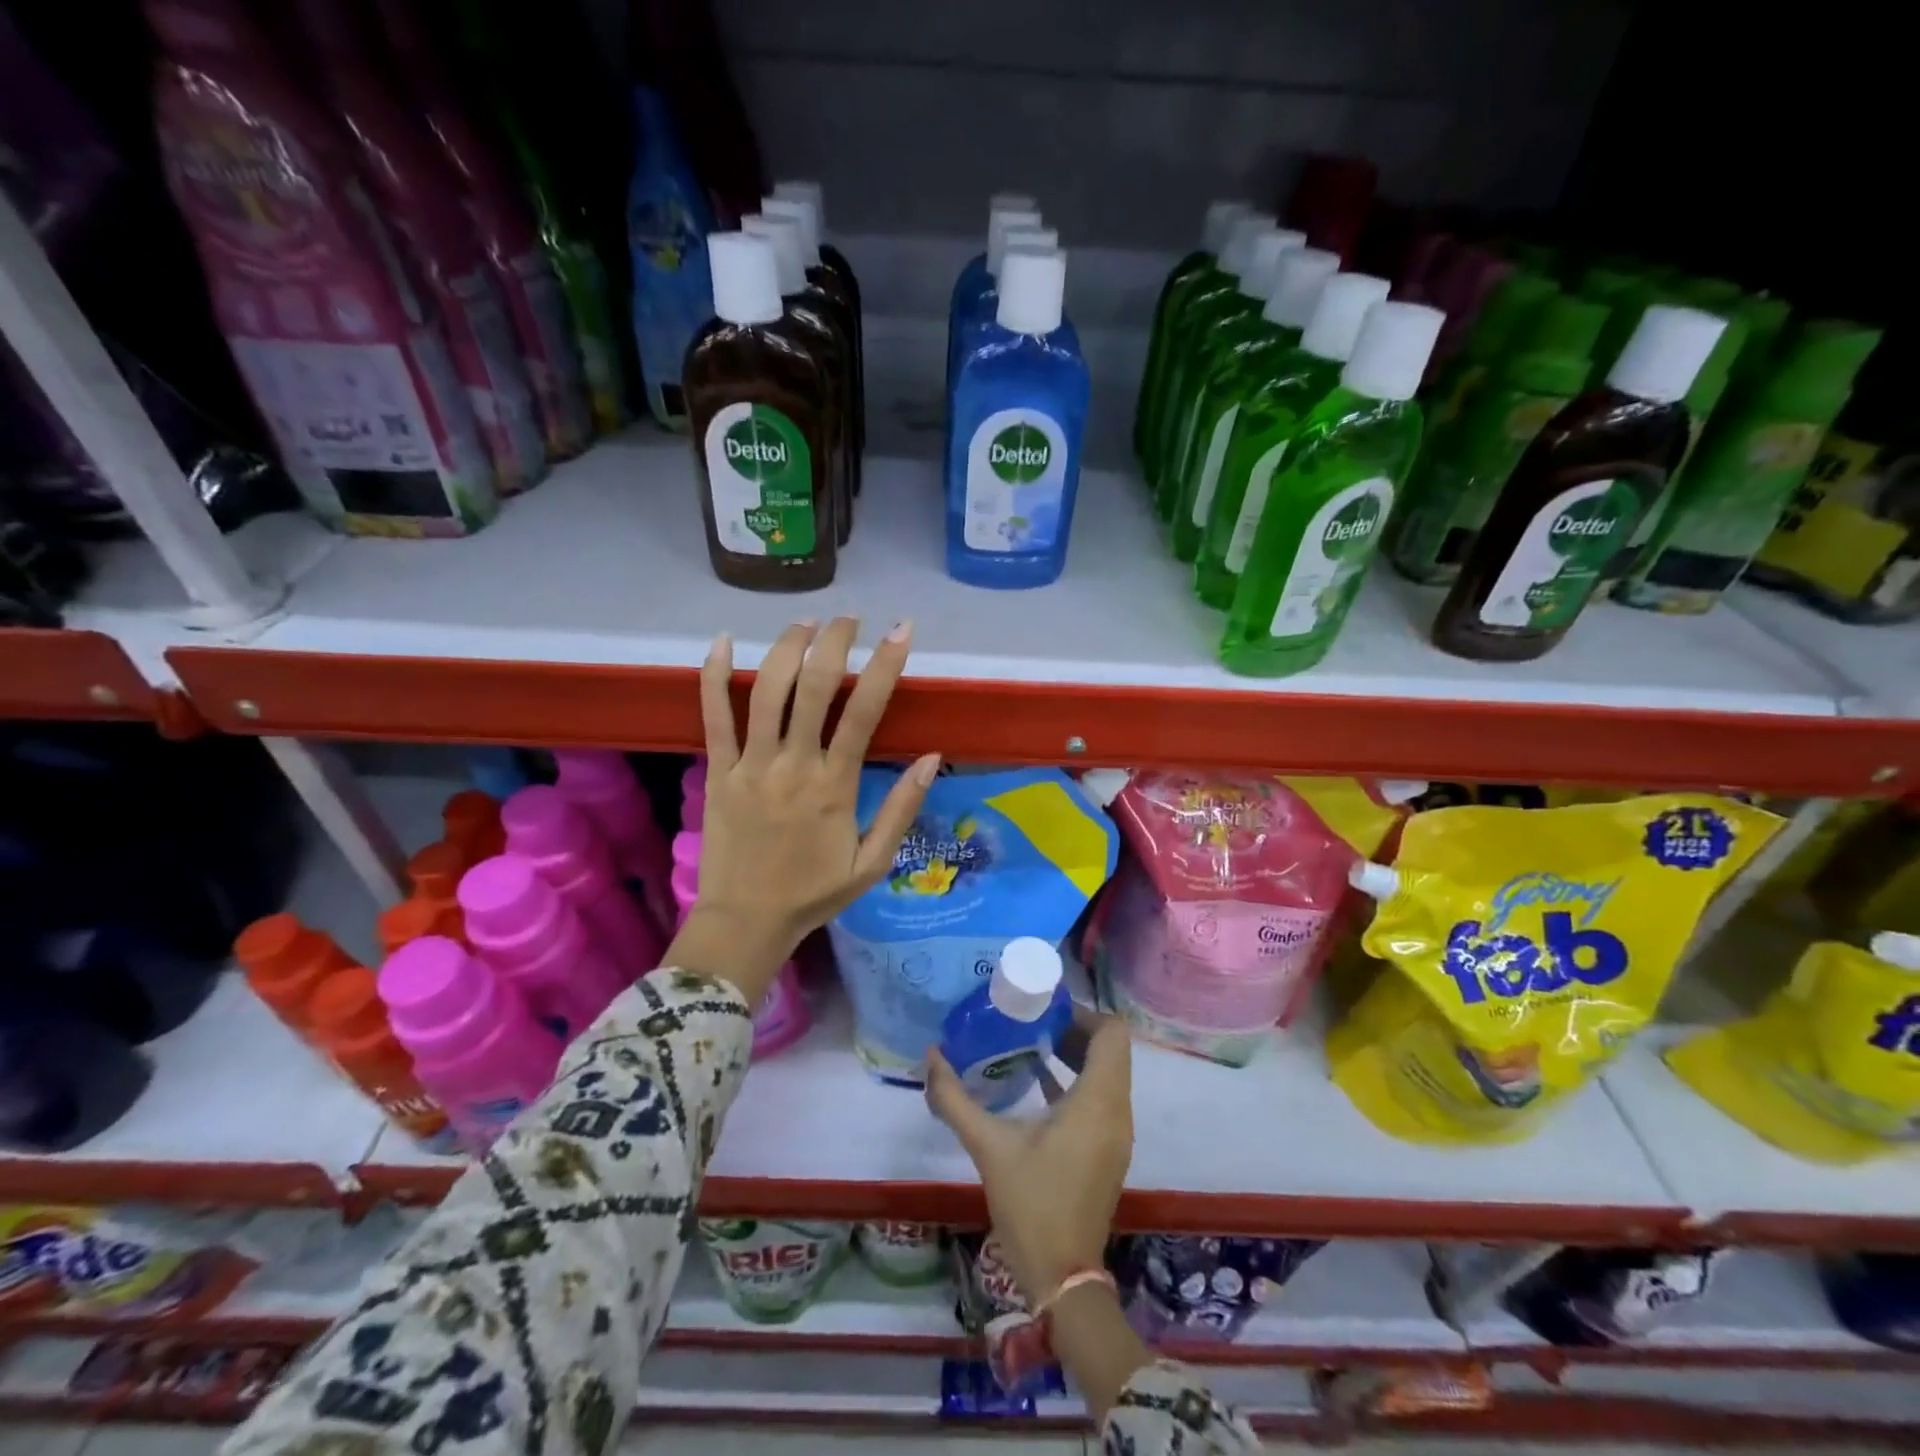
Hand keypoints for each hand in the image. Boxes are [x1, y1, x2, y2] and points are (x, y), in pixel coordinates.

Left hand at [671, 617, 939, 1004]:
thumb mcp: (872, 864)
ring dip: (787, 648)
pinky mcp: (717, 772)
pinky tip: (722, 642)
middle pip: (813, 687)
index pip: (864, 712)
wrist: (746, 921)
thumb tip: (931, 758)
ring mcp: (750, 765)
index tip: (901, 630)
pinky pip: (712, 717)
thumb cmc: (814, 893)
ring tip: (806, 623)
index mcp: (834, 786)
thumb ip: (901, 809)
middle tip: (849, 619)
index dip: (885, 665)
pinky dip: (714, 676)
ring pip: (765, 692)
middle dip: (834, 642)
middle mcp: (792, 765)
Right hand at [925, 1010, 1134, 1305]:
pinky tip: (1036, 1082)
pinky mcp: (1108, 1149)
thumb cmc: (1031, 1204)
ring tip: (1030, 1044)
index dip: (1082, 1013)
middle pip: (1109, 1050)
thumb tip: (931, 1056)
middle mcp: (1117, 1110)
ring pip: (1107, 1073)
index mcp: (1098, 1102)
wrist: (1062, 1277)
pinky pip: (1101, 1097)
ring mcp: (1116, 1133)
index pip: (1112, 1033)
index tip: (1043, 1010)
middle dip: (1073, 1029)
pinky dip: (1076, 1080)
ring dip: (1075, 1054)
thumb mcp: (988, 1146)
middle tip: (1029, 1021)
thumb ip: (956, 1099)